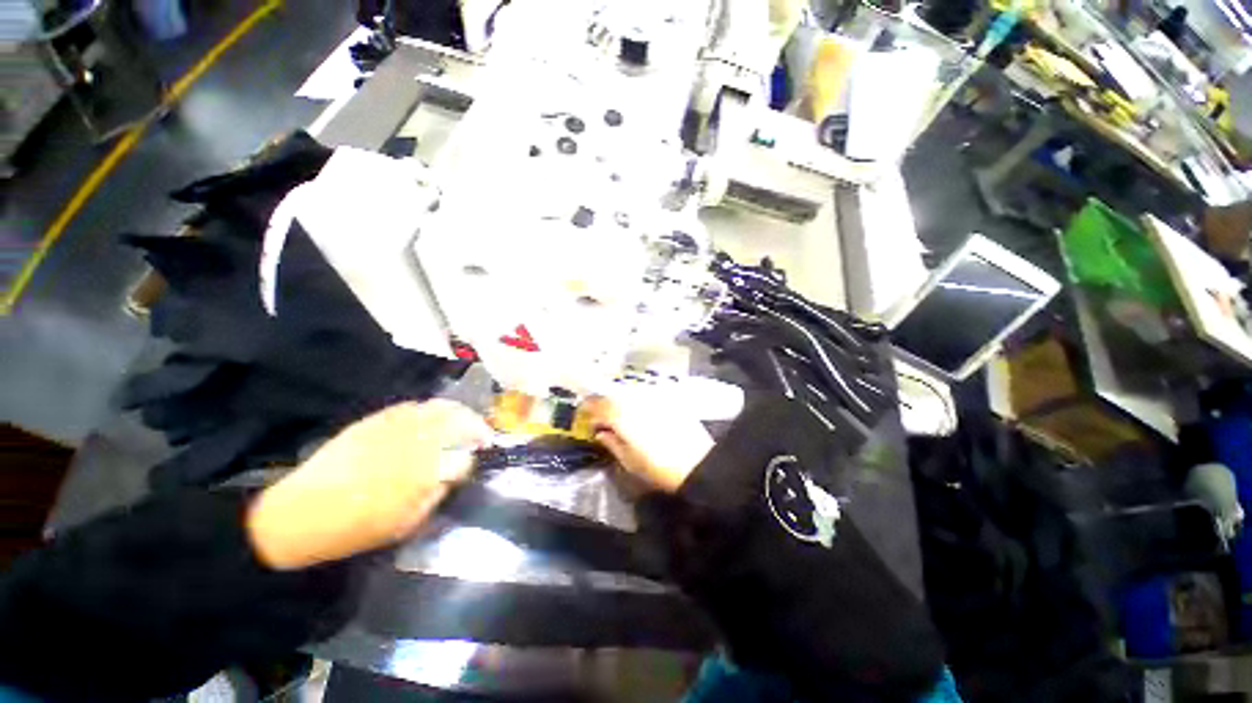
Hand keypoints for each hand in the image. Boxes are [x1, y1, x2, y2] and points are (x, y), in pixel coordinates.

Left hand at [246, 400, 491, 569]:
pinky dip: (430, 409)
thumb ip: (436, 495)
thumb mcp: (406, 524)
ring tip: (465, 420)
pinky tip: (432, 418)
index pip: (464, 457)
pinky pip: (413, 406)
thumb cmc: (356, 528)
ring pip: (439, 408)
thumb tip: (452, 475)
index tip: (477, 460)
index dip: (474, 458)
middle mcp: (415, 443)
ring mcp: (395, 427)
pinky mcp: (376, 420)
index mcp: (424, 473)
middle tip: (482, 434)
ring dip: (459, 412)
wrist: (300, 513)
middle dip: (477, 426)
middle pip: (460, 422)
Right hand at [584, 396, 713, 493]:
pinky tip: (641, 411)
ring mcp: (653, 397)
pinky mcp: (668, 398)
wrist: (697, 464)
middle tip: (602, 415)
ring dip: (621, 400)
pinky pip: (646, 394)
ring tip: (621, 413)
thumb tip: (601, 432)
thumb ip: (612, 443)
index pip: (598, 404)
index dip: (589, 407)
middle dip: (604, 402)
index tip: (585, 413)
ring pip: (629, 392)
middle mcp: (635, 400)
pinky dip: (638, 400)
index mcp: (621, 416)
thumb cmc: (659, 467)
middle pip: (613, 394)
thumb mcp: (629, 461)